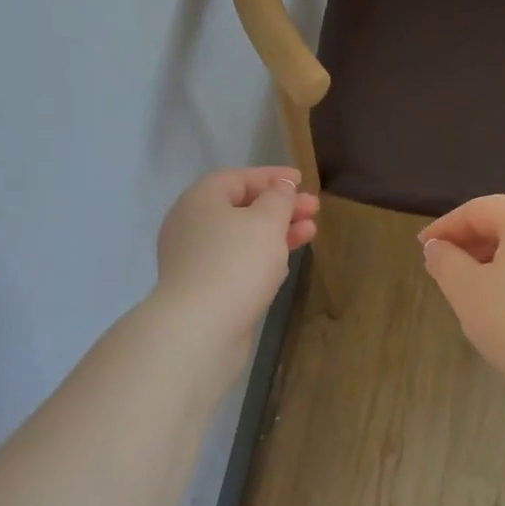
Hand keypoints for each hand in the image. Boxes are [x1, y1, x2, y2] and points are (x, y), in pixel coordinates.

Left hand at [154, 167, 318, 345]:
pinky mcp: (202, 288)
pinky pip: (236, 263)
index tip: (302, 180)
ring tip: (310, 234)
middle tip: (314, 210)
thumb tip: (280, 187)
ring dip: (275, 233)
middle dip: (280, 207)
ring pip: (241, 237)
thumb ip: (278, 198)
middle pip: (241, 207)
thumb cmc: (236, 263)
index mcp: (200, 199)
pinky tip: (284, 264)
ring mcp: (194, 259)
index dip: (272, 176)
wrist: (200, 329)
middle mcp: (191, 225)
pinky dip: (261, 258)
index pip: (238, 177)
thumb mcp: (266, 221)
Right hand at [418, 195, 504, 391]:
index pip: (478, 210)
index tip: (423, 247)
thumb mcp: (467, 290)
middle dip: (469, 242)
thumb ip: (445, 261)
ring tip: (468, 288)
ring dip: (491, 260)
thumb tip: (437, 247)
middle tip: (442, 267)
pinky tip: (503, 304)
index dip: (446, 226)